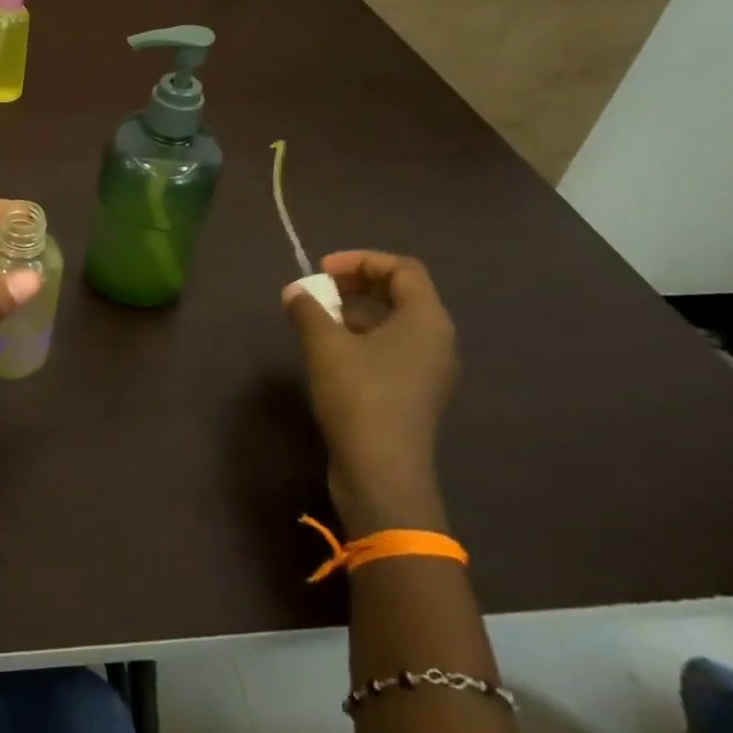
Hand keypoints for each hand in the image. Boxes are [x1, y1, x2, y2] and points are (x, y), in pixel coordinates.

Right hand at [283, 250, 458, 533]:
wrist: (381, 472)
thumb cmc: (359, 396)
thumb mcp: (325, 345)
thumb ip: (308, 309)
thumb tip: (295, 292)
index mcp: (427, 320)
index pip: (403, 269)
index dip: (362, 260)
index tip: (322, 269)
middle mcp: (437, 341)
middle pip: (402, 294)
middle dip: (358, 283)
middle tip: (320, 286)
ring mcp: (428, 370)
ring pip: (394, 323)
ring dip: (356, 311)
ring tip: (318, 316)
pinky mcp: (413, 393)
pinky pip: (391, 348)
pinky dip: (362, 337)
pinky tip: (330, 349)